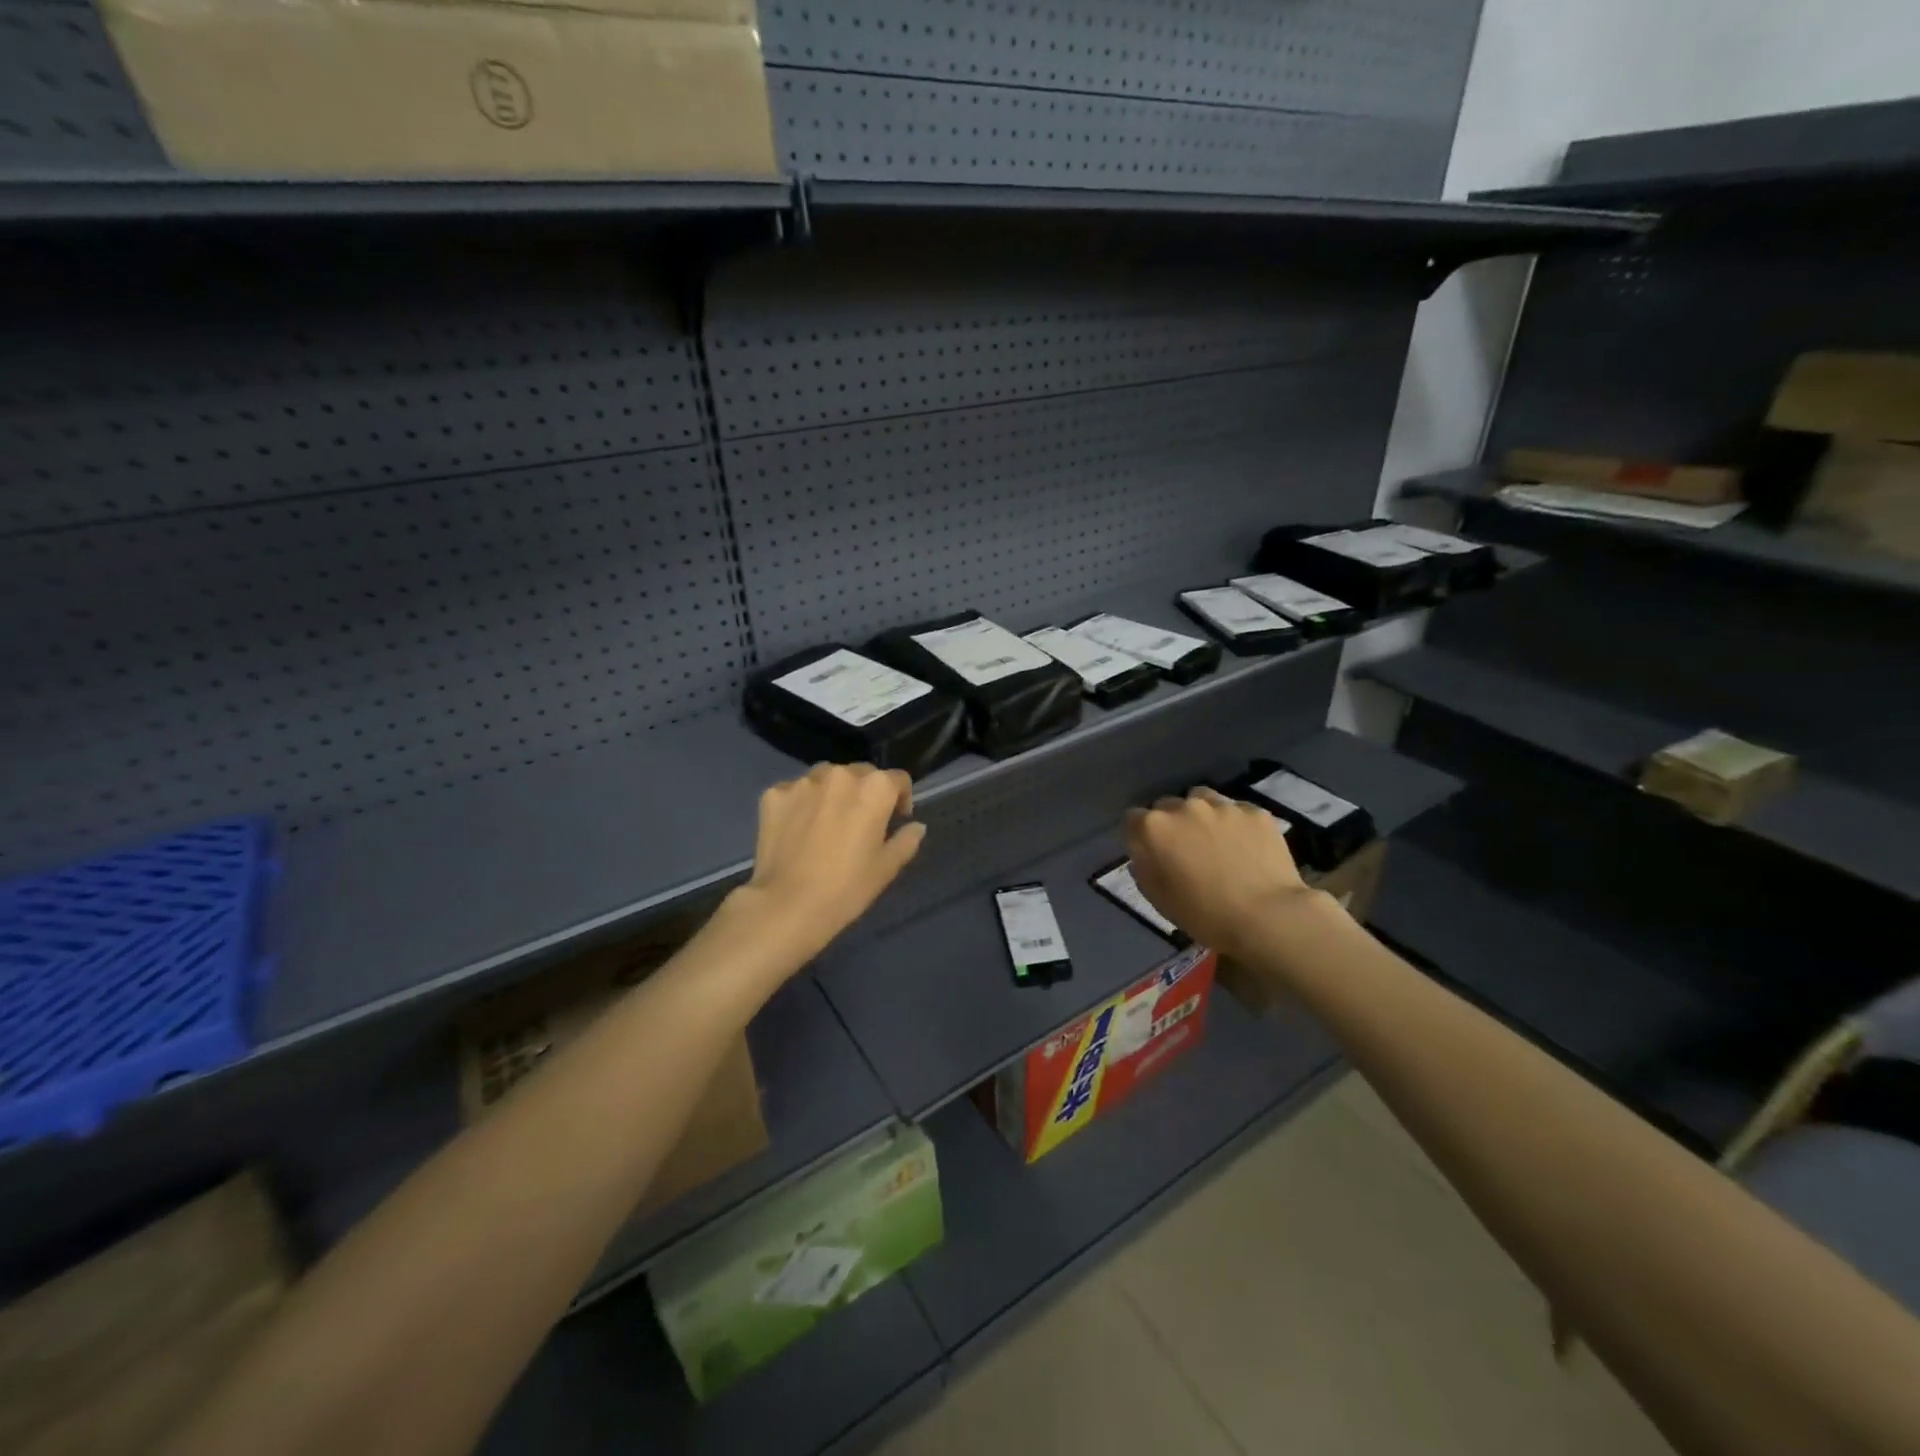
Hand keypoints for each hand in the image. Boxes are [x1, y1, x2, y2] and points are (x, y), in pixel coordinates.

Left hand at [729, 763, 926, 965]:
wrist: (788, 904)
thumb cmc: (847, 887)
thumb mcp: (887, 868)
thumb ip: (906, 840)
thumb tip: (916, 826)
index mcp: (874, 789)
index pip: (897, 779)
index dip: (901, 798)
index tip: (896, 818)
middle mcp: (840, 774)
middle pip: (861, 773)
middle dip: (865, 792)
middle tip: (860, 821)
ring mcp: (803, 782)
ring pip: (825, 777)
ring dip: (832, 792)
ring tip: (827, 820)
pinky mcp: (774, 794)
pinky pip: (795, 791)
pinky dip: (800, 803)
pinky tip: (798, 828)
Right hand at [1124, 787, 1326, 959]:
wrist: (1267, 917)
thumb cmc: (1204, 915)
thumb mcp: (1158, 899)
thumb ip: (1144, 867)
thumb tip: (1145, 853)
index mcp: (1154, 828)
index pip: (1132, 819)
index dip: (1138, 836)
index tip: (1149, 853)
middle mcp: (1184, 807)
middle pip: (1166, 806)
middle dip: (1170, 824)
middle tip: (1184, 851)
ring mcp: (1221, 805)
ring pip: (1201, 799)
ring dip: (1200, 815)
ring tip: (1214, 841)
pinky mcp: (1254, 811)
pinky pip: (1235, 810)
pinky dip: (1234, 823)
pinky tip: (1245, 847)